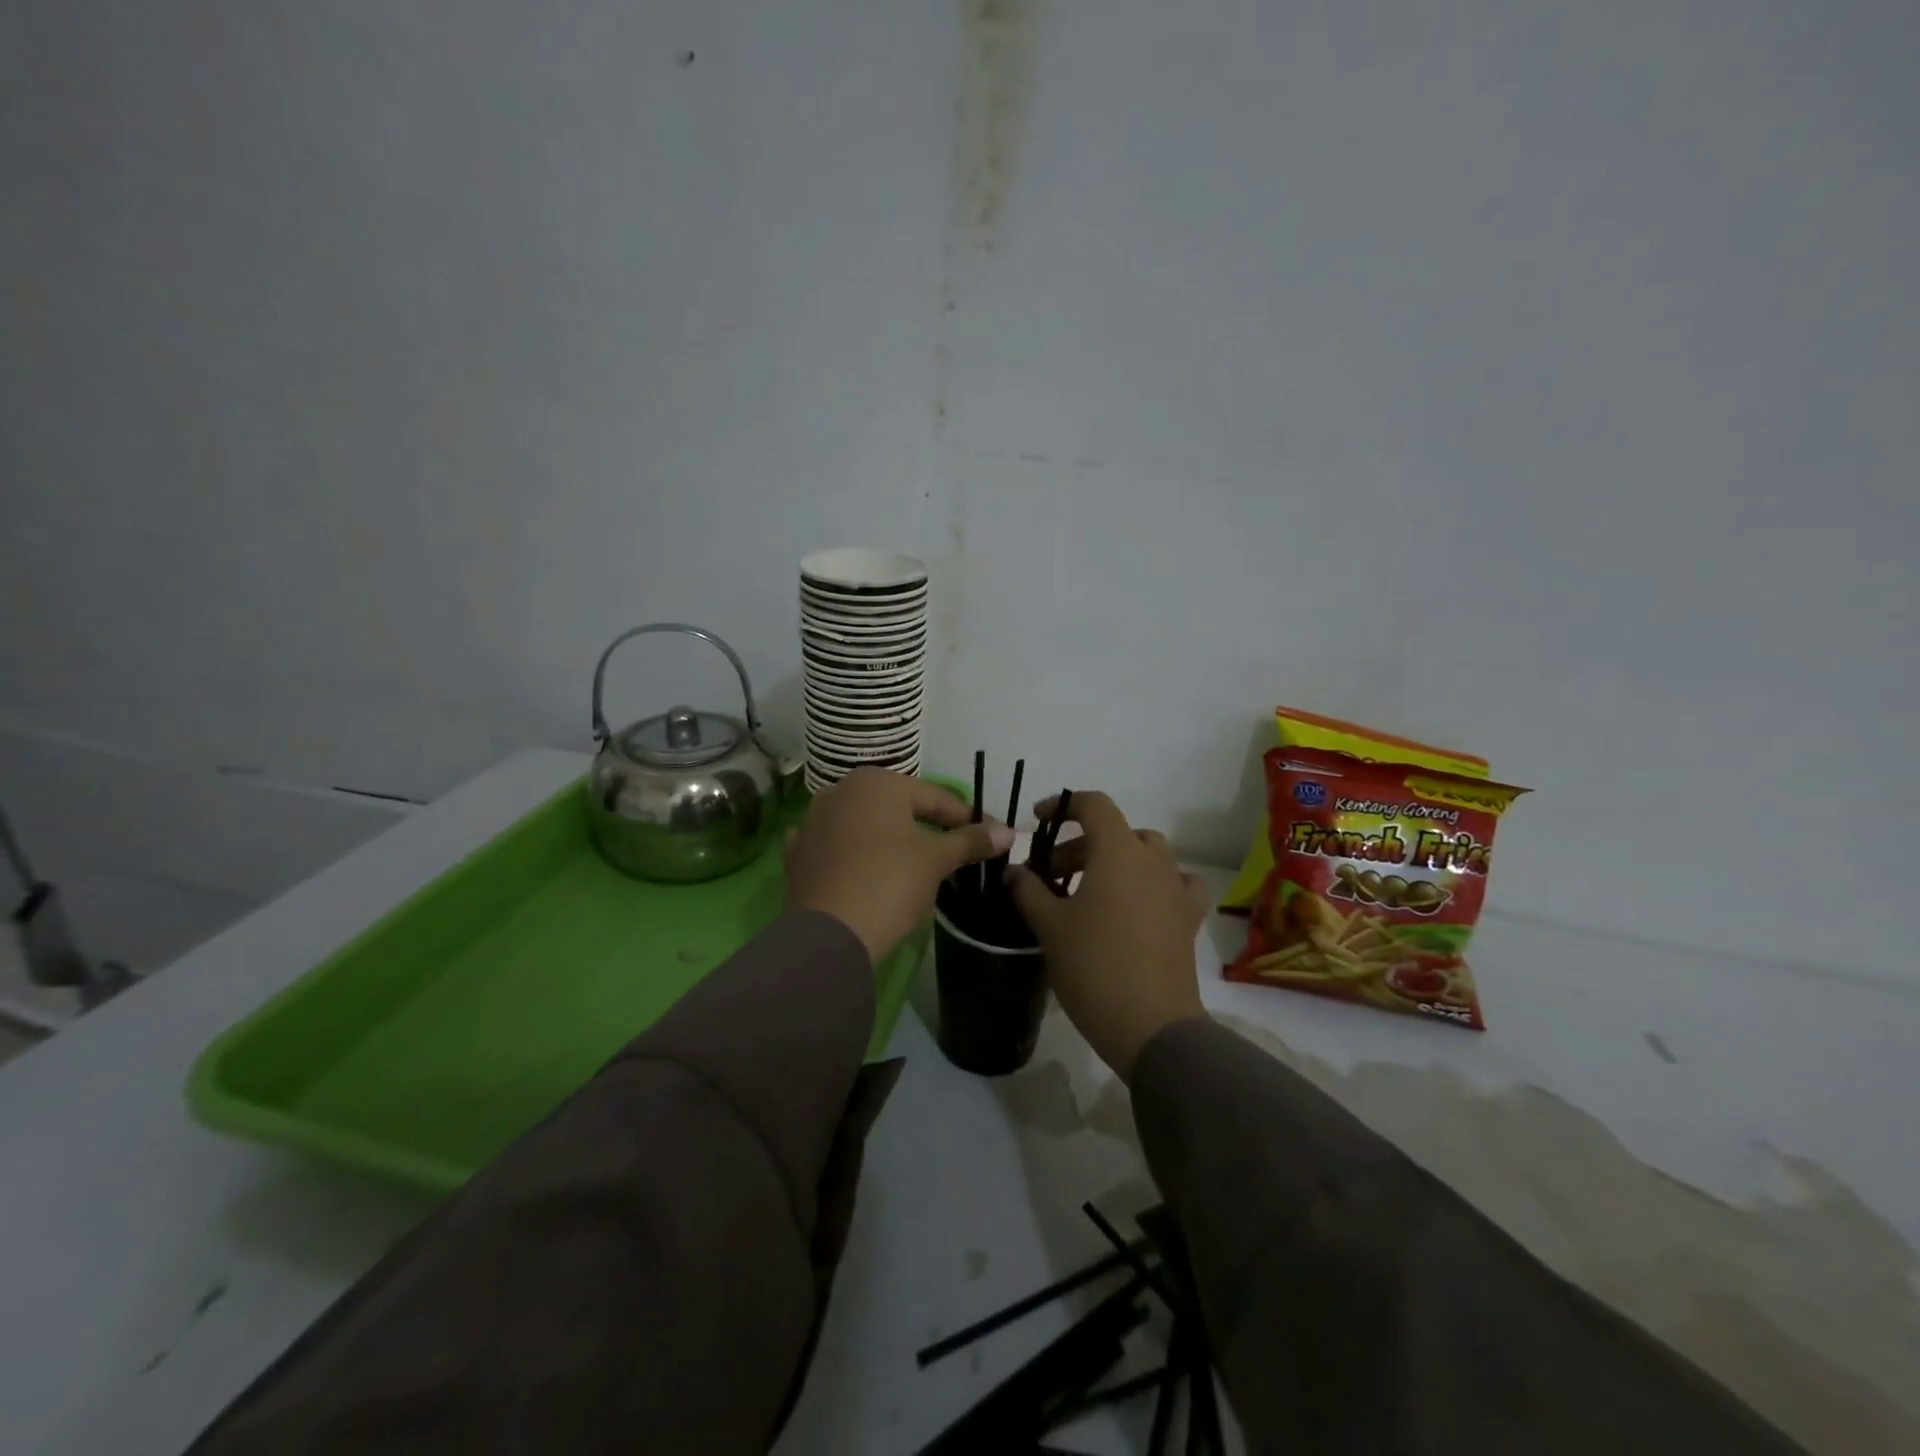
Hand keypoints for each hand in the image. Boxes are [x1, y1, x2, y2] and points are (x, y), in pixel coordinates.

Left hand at [785, 767, 1013, 962]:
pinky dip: (857, 857)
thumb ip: (970, 841)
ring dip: (891, 842)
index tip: (991, 839)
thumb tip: (1009, 832)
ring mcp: (813, 821)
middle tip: (957, 855)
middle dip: (928, 829)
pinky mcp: (798, 854)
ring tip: (916, 869)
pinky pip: (839, 849)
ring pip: (867, 827)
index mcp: (876, 782)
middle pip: (899, 809)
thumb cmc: (889, 883)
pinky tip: (868, 873)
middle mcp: (840, 790)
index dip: (967, 820)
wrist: (828, 935)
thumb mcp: (936, 860)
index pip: (936, 798)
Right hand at [1006, 792, 1211, 1081]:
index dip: (1063, 806)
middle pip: (1116, 831)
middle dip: (1080, 845)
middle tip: (1052, 876)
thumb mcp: (1049, 926)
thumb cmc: (1094, 966)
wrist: (1151, 1026)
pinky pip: (1175, 883)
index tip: (1037, 822)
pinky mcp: (1189, 917)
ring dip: (1117, 860)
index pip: (1094, 805)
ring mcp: (1176, 888)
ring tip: (1091, 889)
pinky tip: (1141, 903)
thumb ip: (1028, 890)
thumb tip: (1014, 872)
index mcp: (1118, 851)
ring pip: (1146, 853)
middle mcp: (1152, 860)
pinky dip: (1156, 882)